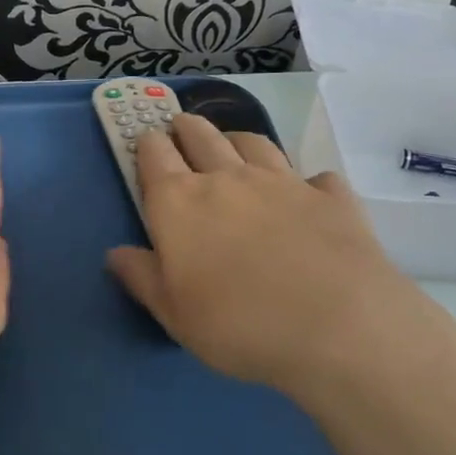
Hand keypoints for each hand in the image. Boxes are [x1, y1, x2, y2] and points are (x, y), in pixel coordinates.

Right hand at [106, 113, 427, 394]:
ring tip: (234, 146)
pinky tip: (309, 194)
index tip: (145, 140)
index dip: (147, 143)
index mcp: (180, 203)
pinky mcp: (330, 197)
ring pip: (253, 143)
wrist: (339, 328)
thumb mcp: (175, 314)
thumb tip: (116, 253)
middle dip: (187, 127)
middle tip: (181, 126)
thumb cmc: (239, 325)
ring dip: (237, 140)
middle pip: (201, 135)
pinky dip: (307, 181)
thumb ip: (142, 277)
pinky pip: (316, 177)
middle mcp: (228, 178)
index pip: (154, 154)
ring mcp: (283, 182)